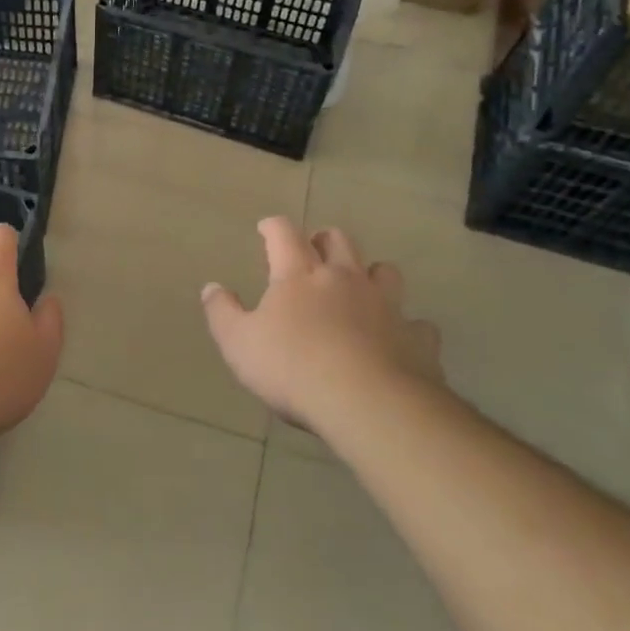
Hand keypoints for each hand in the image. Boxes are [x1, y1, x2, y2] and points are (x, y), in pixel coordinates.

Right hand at [202, 217, 442, 431]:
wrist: (369, 404)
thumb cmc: (293, 368)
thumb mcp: (238, 343)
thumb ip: (222, 312)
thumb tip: (211, 287)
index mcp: (299, 275)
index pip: (284, 234)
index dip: (273, 227)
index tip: (266, 228)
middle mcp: (345, 279)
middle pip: (338, 240)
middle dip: (323, 240)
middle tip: (313, 251)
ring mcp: (387, 305)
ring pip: (384, 271)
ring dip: (370, 273)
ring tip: (360, 287)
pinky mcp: (418, 337)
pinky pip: (417, 323)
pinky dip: (407, 326)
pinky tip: (399, 338)